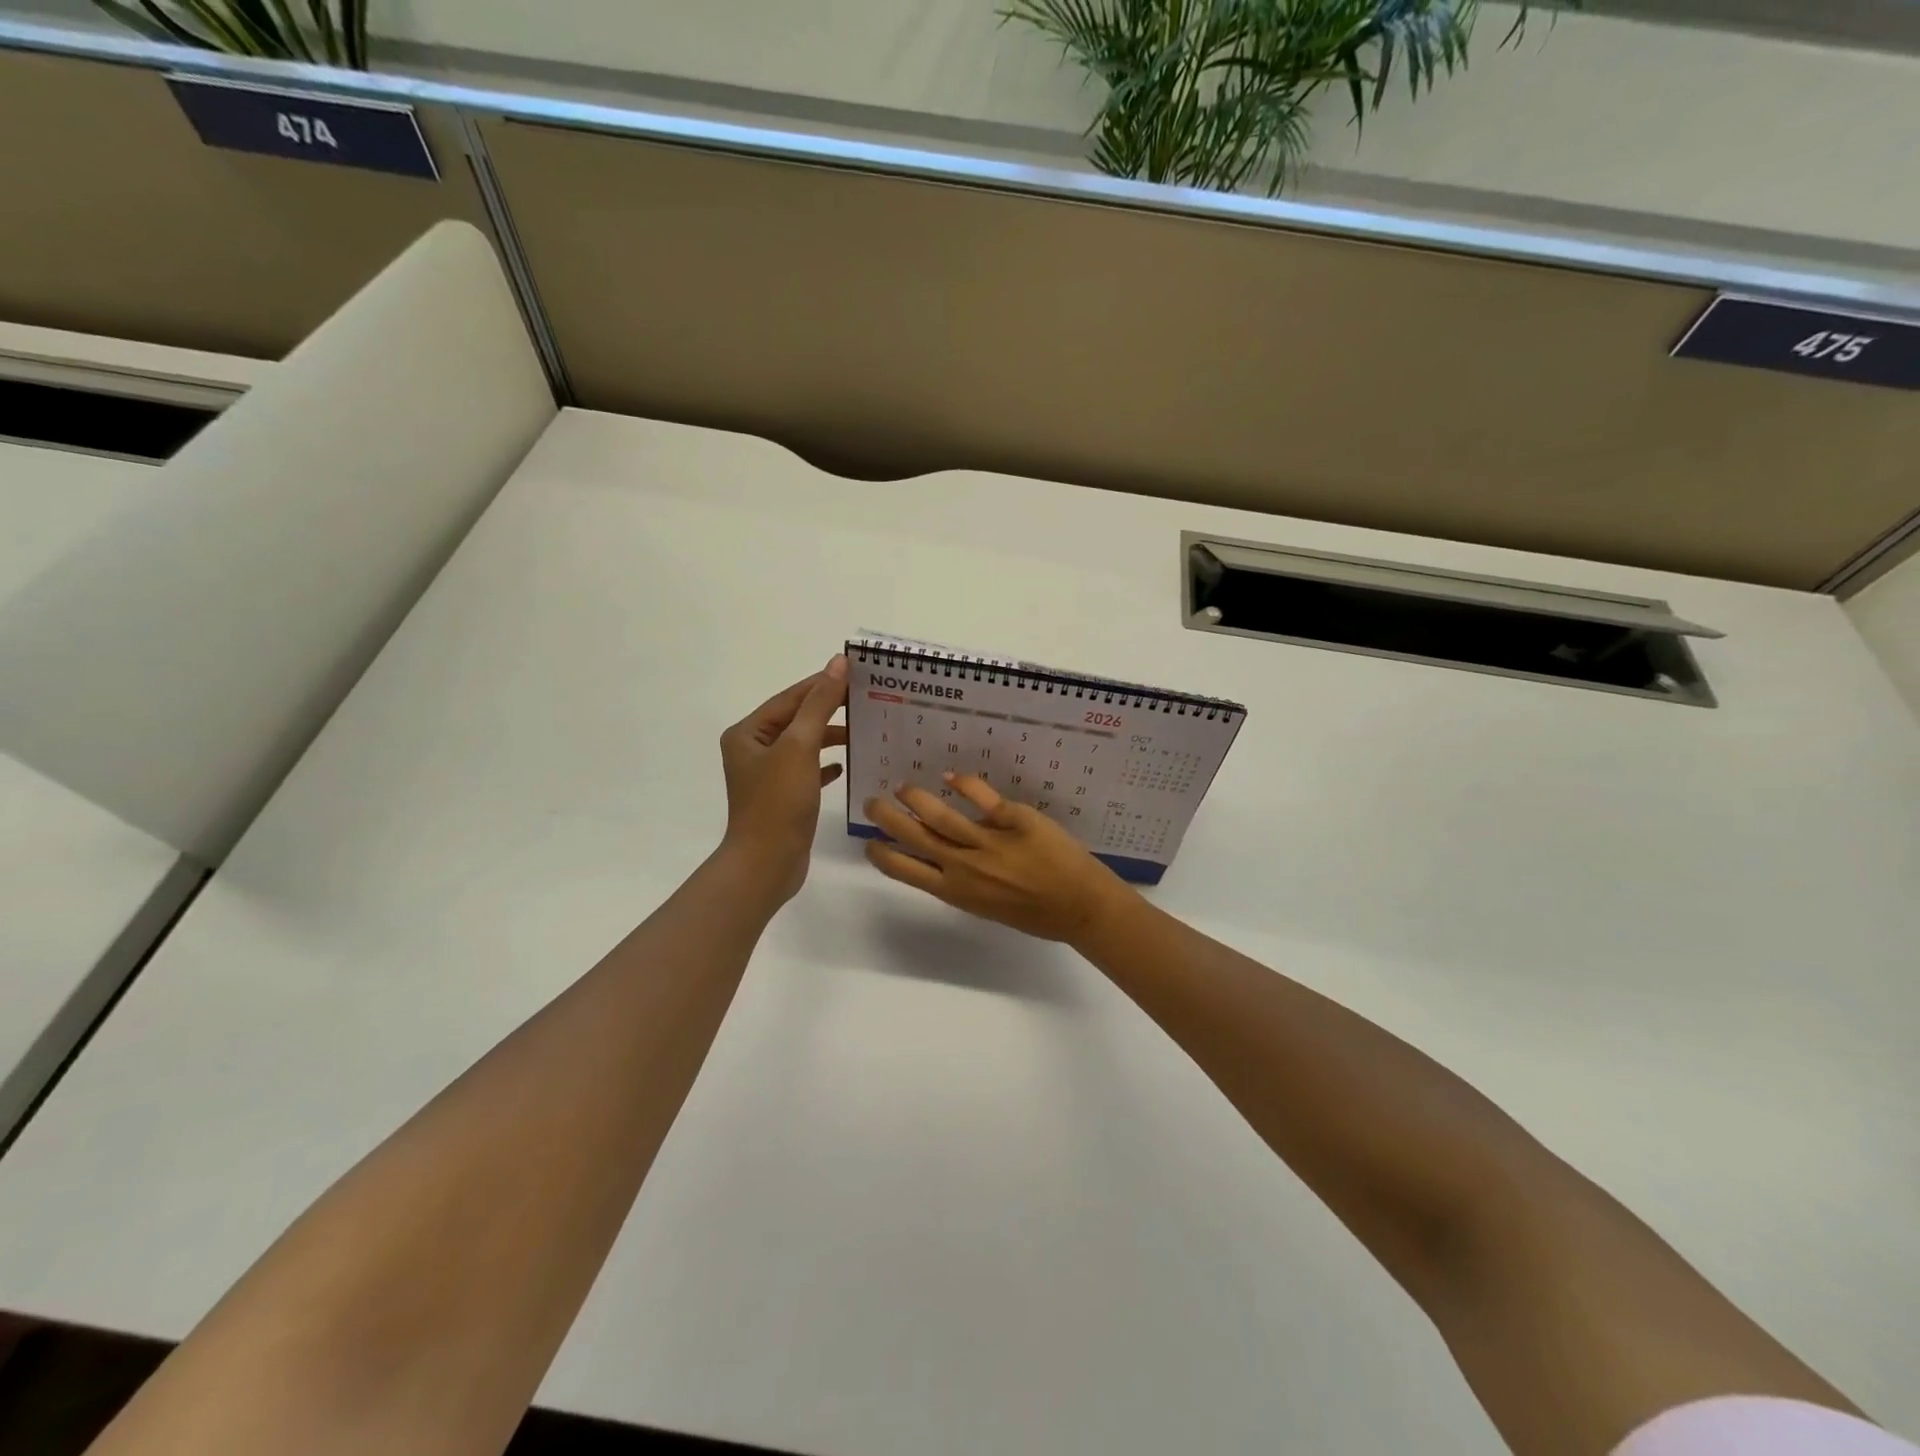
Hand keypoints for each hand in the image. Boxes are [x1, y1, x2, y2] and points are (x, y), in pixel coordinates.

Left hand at [719, 657, 847, 901]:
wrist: (766, 864)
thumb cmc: (778, 802)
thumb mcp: (800, 747)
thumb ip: (819, 704)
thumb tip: (837, 663)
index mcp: (748, 733)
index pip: (790, 697)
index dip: (822, 683)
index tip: (856, 672)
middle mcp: (753, 750)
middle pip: (797, 719)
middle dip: (829, 709)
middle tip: (866, 700)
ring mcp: (767, 775)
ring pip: (804, 745)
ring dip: (830, 737)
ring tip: (862, 731)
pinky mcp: (782, 797)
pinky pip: (807, 770)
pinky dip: (825, 765)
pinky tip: (844, 767)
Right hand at [863, 773, 1134, 943]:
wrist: (1081, 906)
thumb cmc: (1036, 914)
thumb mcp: (988, 906)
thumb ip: (964, 880)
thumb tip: (945, 852)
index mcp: (957, 892)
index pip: (907, 871)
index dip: (883, 855)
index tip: (869, 843)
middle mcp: (965, 866)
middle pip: (915, 837)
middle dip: (887, 818)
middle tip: (871, 803)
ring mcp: (989, 841)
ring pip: (940, 815)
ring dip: (915, 798)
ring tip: (902, 787)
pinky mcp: (1015, 819)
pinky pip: (983, 797)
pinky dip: (964, 783)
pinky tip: (951, 775)